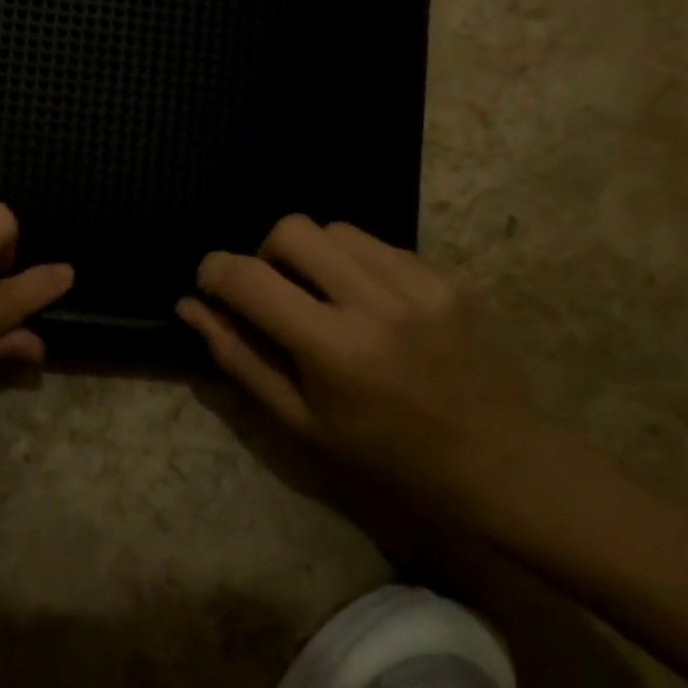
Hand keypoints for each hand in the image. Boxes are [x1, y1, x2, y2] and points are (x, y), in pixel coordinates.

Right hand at [177, 215, 533, 487]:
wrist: (498, 459)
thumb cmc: (385, 453)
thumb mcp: (299, 420)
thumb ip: (238, 357)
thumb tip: (189, 306)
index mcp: (334, 347)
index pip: (249, 278)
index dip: (214, 271)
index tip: (212, 285)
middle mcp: (376, 301)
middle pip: (291, 228)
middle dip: (265, 253)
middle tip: (276, 294)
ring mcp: (419, 281)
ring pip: (334, 228)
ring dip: (312, 256)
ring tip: (326, 299)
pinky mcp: (446, 274)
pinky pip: (377, 243)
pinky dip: (355, 264)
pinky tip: (371, 304)